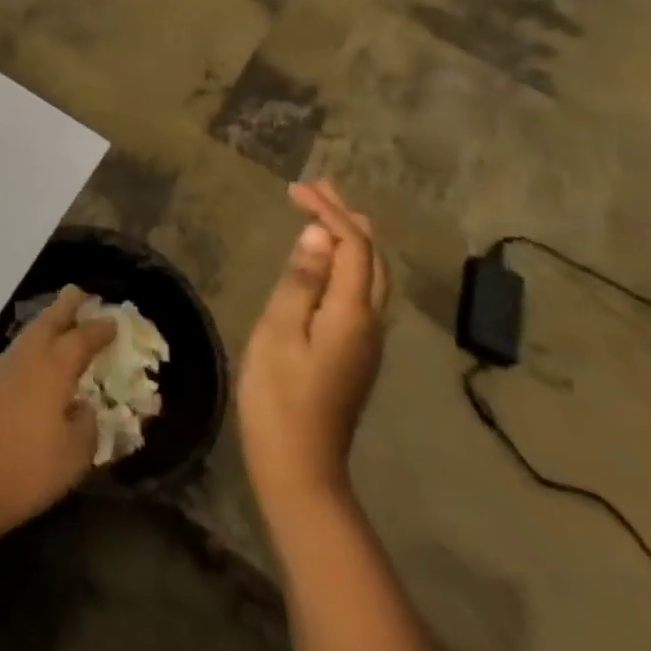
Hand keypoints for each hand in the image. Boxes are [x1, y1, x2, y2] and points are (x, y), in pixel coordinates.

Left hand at [0, 285, 117, 544]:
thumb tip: (86, 409)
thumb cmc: (23, 469)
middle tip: (80, 293)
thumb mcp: (72, 457)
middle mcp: (26, 358)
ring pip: (28, 335)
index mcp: (53, 368)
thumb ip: (86, 428)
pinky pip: (17, 354)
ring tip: (61, 323)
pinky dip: (32, 347)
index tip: (113, 320)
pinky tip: (37, 363)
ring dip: (46, 324)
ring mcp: (0, 370)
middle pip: (47, 321)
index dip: (99, 330)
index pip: (81, 339)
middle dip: (65, 306)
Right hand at [238, 180, 388, 519]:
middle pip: (371, 258)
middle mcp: (370, 322)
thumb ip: (302, 281)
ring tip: (324, 211)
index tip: (295, 188)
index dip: (328, 211)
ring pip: (370, 275)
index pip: (352, 246)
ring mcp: (366, 340)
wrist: (299, 463)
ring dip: (350, 237)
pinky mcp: (355, 352)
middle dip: (347, 216)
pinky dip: (347, 261)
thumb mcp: (279, 332)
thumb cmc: (279, 395)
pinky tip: (327, 260)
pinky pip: (361, 292)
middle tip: (316, 187)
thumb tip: (319, 232)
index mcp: (352, 314)